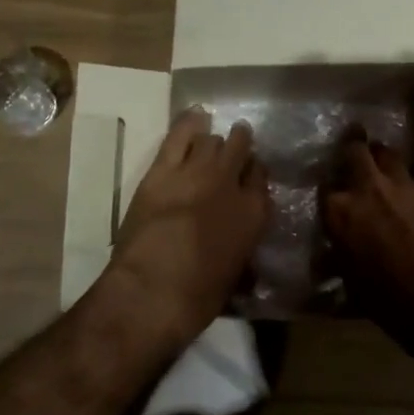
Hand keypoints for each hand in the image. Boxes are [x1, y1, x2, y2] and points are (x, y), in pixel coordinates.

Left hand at [102, 108, 271, 350]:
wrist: (153, 293)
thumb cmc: (198, 298)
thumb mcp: (234, 275)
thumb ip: (241, 246)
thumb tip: (238, 241)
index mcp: (255, 214)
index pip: (261, 178)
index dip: (254, 173)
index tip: (249, 174)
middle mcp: (232, 185)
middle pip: (240, 150)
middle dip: (239, 147)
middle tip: (234, 148)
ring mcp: (197, 173)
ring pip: (212, 141)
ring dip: (213, 142)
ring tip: (210, 142)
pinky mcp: (163, 170)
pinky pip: (180, 135)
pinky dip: (189, 123)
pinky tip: (195, 115)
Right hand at [325, 140, 413, 307]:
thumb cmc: (387, 299)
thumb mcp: (351, 284)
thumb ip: (338, 261)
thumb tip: (326, 259)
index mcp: (340, 212)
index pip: (325, 187)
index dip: (330, 187)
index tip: (333, 191)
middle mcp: (368, 189)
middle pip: (356, 150)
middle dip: (354, 147)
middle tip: (355, 150)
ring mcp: (404, 186)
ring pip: (390, 156)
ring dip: (385, 160)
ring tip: (387, 168)